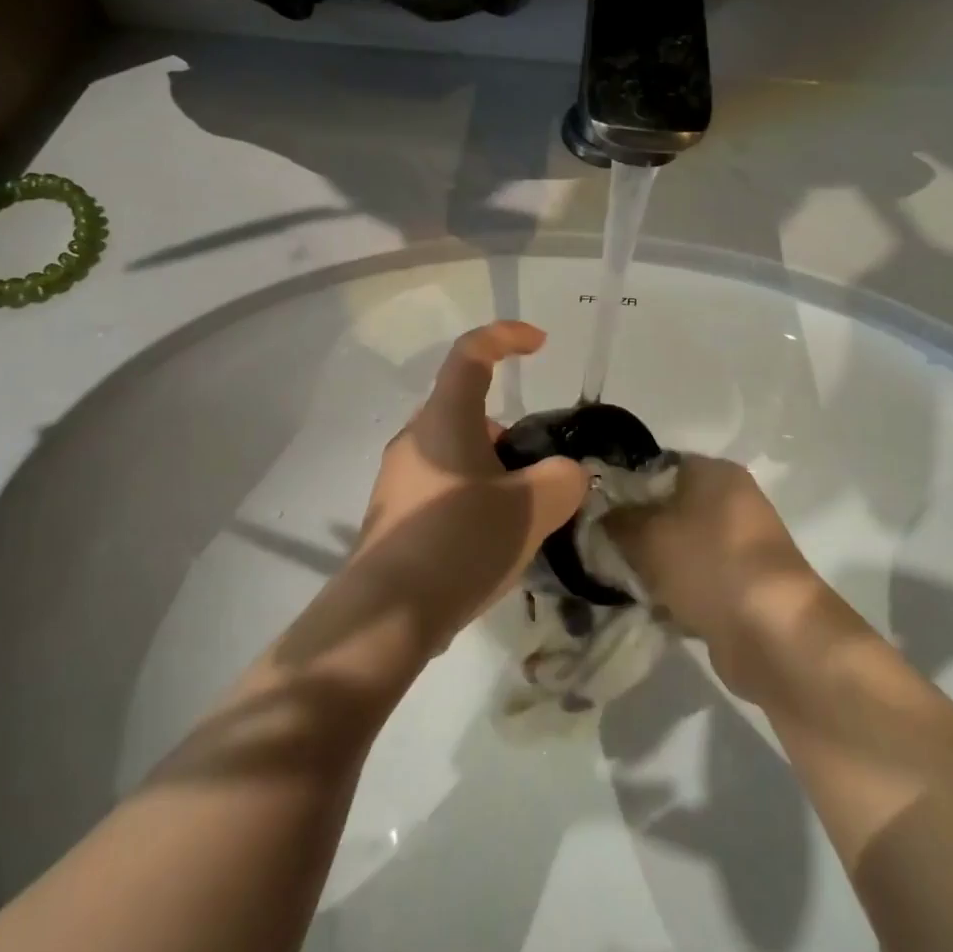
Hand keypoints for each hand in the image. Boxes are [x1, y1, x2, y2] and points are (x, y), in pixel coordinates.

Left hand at [350, 322, 588, 651]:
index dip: (506, 337)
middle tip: (538, 469)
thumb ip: (563, 479)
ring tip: (522, 515)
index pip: (471, 354)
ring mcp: (398, 479)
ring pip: (455, 453)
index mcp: (444, 420)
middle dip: (509, 431)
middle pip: (467, 410)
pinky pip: (442, 488)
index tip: (539, 344)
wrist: (387, 614)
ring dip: (492, 469)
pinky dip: (472, 498)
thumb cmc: (460, 541)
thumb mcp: (532, 508)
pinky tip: (491, 543)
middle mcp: (415, 439)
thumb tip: (565, 474)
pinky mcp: (394, 516)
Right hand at [607, 455, 831, 696]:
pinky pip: (698, 580)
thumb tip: (601, 514)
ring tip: (623, 581)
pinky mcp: (745, 586)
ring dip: (655, 566)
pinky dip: (677, 593)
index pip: (657, 465)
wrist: (772, 633)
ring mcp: (742, 545)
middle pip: (669, 507)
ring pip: (681, 547)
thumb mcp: (645, 535)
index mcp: (714, 472)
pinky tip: (653, 608)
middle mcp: (732, 501)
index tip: (595, 509)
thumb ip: (616, 520)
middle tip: (603, 548)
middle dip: (636, 530)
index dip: (623, 485)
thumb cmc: (707, 564)